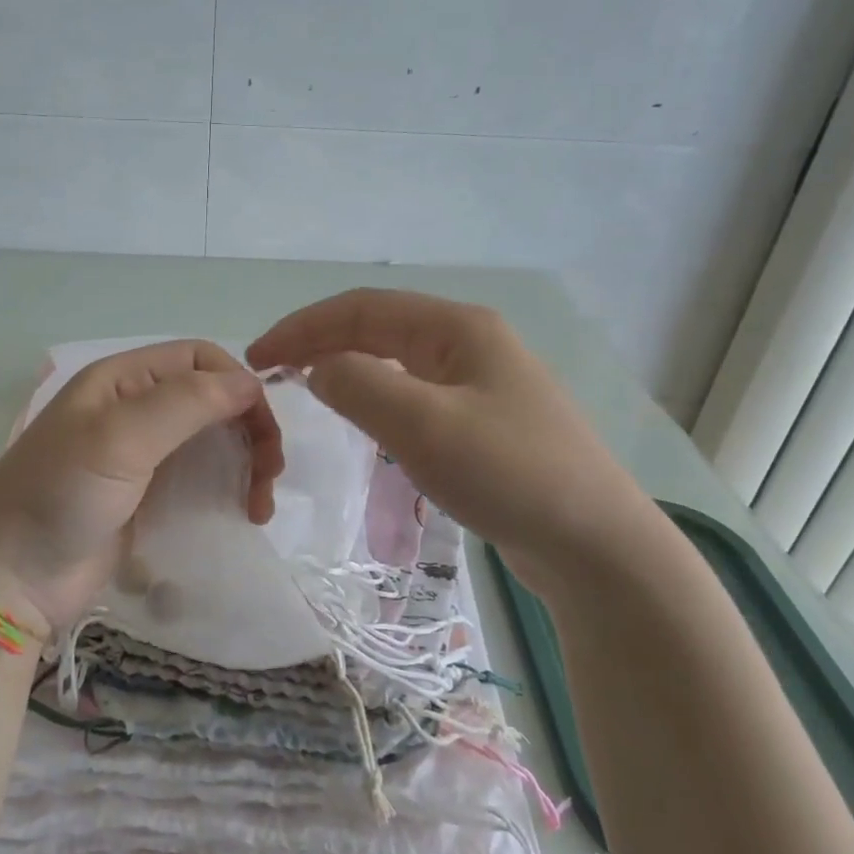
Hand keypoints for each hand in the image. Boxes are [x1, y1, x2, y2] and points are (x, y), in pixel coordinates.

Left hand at [0, 340, 283, 631]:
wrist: (11, 580)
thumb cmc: (59, 496)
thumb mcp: (120, 438)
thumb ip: (186, 403)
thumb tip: (251, 382)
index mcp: (123, 380)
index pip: (199, 359)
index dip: (237, 384)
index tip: (262, 428)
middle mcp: (135, 409)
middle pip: (213, 400)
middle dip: (250, 427)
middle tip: (270, 473)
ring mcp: (143, 456)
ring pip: (213, 440)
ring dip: (246, 461)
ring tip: (259, 504)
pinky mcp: (149, 498)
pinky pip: (201, 479)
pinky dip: (229, 489)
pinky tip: (242, 513)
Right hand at [247, 289, 657, 583]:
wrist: (596, 545)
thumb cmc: (509, 473)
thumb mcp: (424, 424)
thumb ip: (358, 386)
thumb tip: (320, 369)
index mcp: (457, 327)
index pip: (360, 308)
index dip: (301, 326)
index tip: (257, 357)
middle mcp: (469, 343)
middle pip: (377, 328)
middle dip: (319, 343)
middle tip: (270, 372)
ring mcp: (481, 382)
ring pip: (395, 361)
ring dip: (345, 367)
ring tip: (304, 387)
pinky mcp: (484, 421)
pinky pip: (414, 393)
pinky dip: (374, 396)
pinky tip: (362, 417)